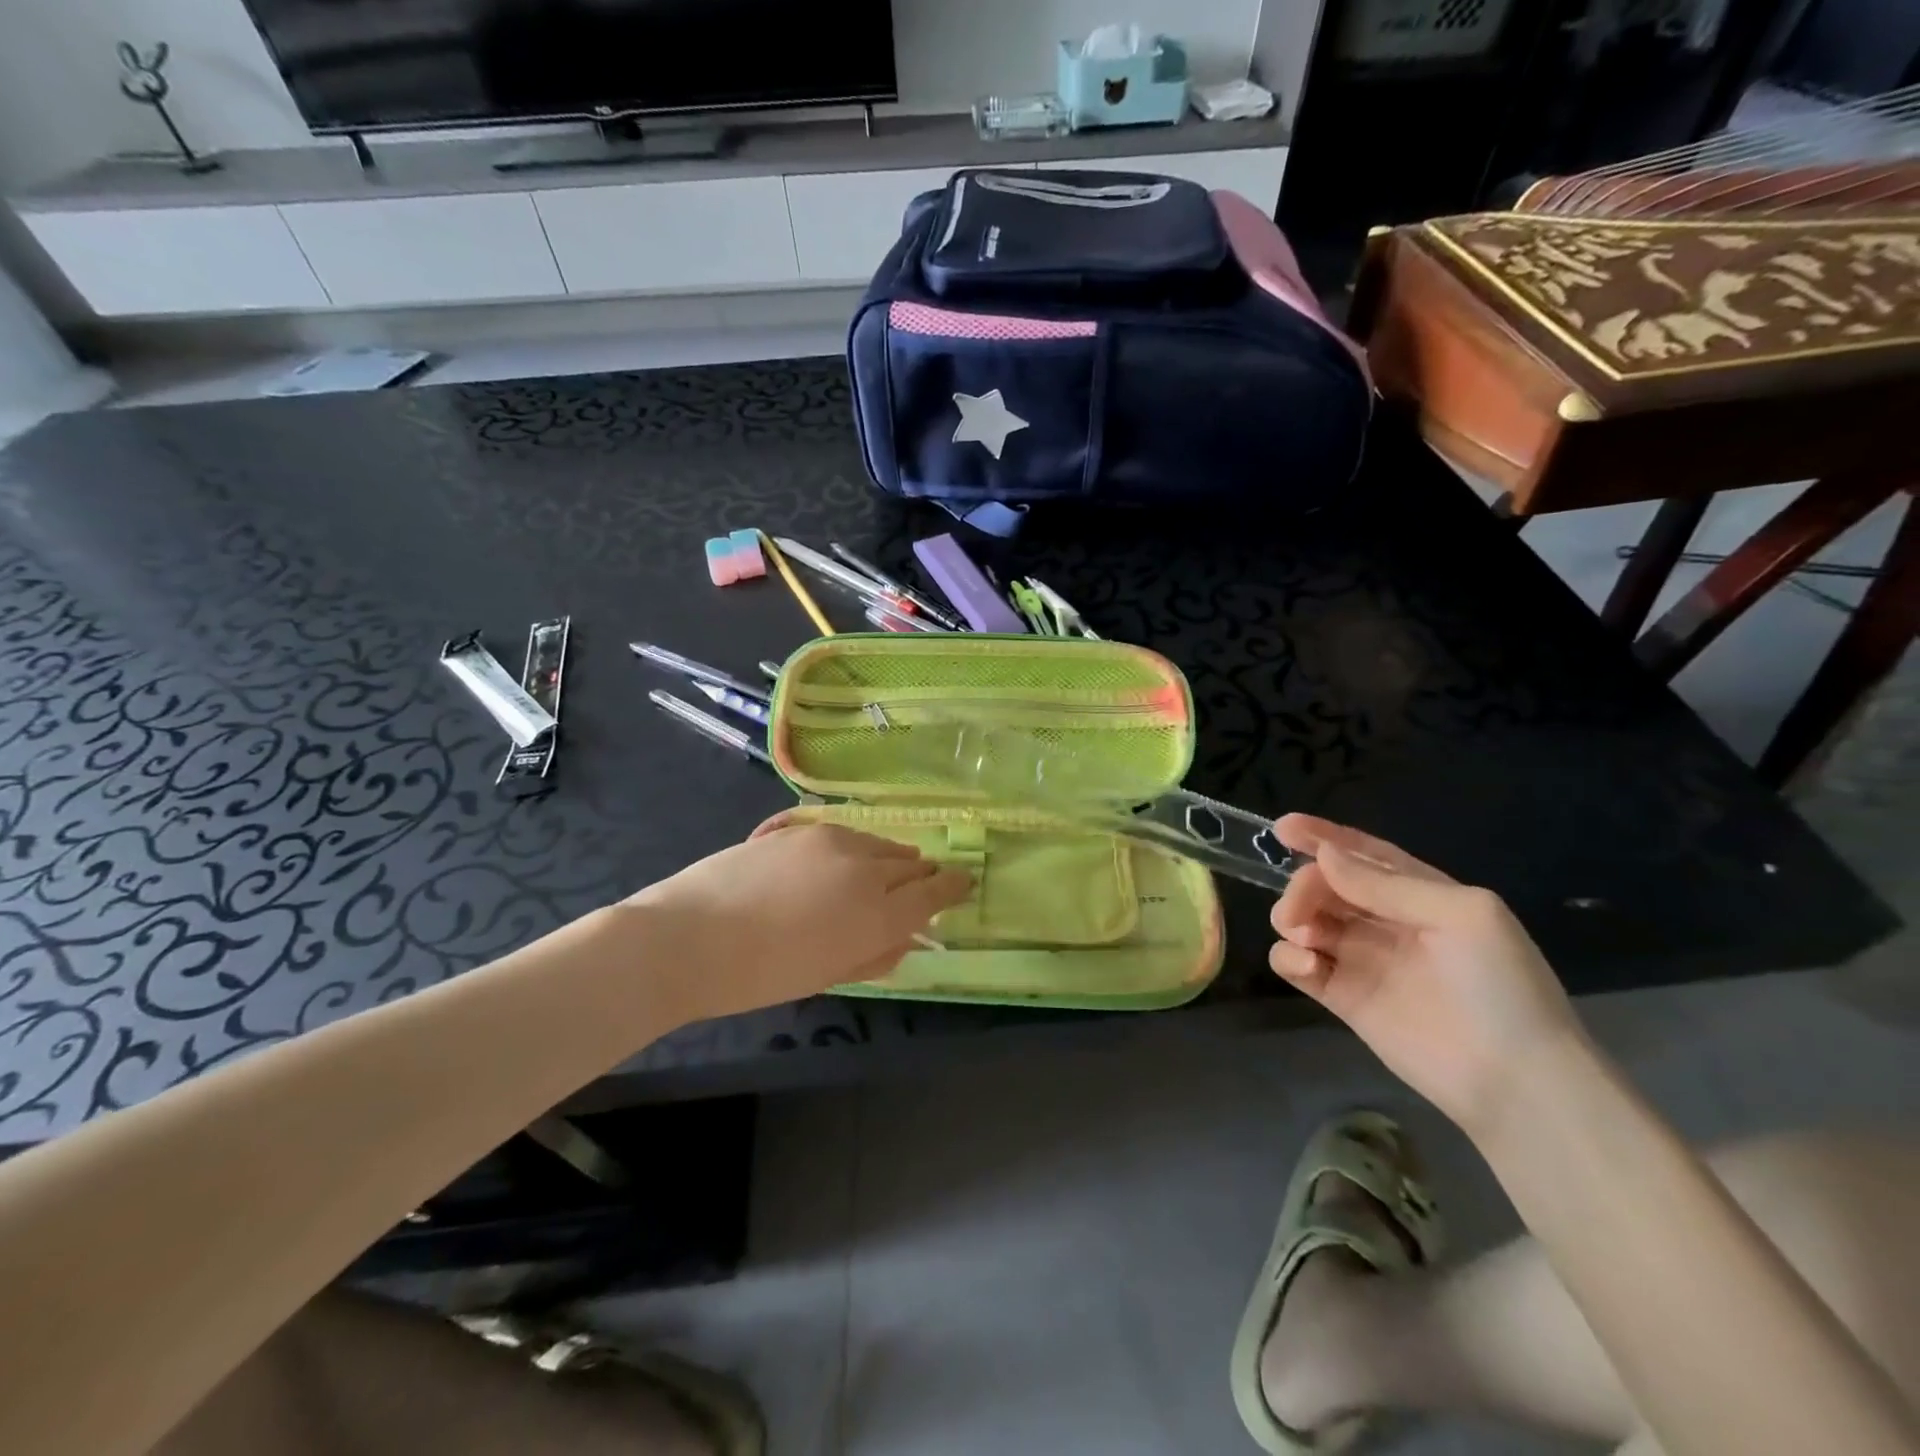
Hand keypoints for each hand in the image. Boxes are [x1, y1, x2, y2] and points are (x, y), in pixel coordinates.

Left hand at [628, 820, 972, 1023]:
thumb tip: (908, 938)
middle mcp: (865, 868)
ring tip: (888, 869)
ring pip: (879, 843)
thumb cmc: (760, 975)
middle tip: (925, 884)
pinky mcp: (802, 826)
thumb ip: (877, 954)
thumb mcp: (829, 975)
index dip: (953, 887)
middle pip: (910, 864)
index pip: (934, 894)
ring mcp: (832, 840)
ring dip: (890, 859)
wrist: (689, 938)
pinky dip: (858, 847)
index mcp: (878, 913)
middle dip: (923, 875)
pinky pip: (847, 834)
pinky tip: (845, 860)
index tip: (965, 882)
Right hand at [1269, 813, 1582, 1137]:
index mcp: (1420, 894)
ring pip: (1305, 920)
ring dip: (1292, 918)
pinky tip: (1307, 967)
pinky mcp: (1342, 996)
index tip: (1283, 829)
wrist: (1514, 1080)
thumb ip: (1387, 885)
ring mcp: (1361, 959)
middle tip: (1296, 912)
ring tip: (1304, 937)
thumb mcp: (1461, 916)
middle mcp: (1386, 921)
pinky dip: (1289, 958)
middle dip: (1303, 886)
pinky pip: (1297, 964)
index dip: (1324, 837)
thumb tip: (1325, 857)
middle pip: (1326, 885)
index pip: (1364, 855)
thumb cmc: (1501, 986)